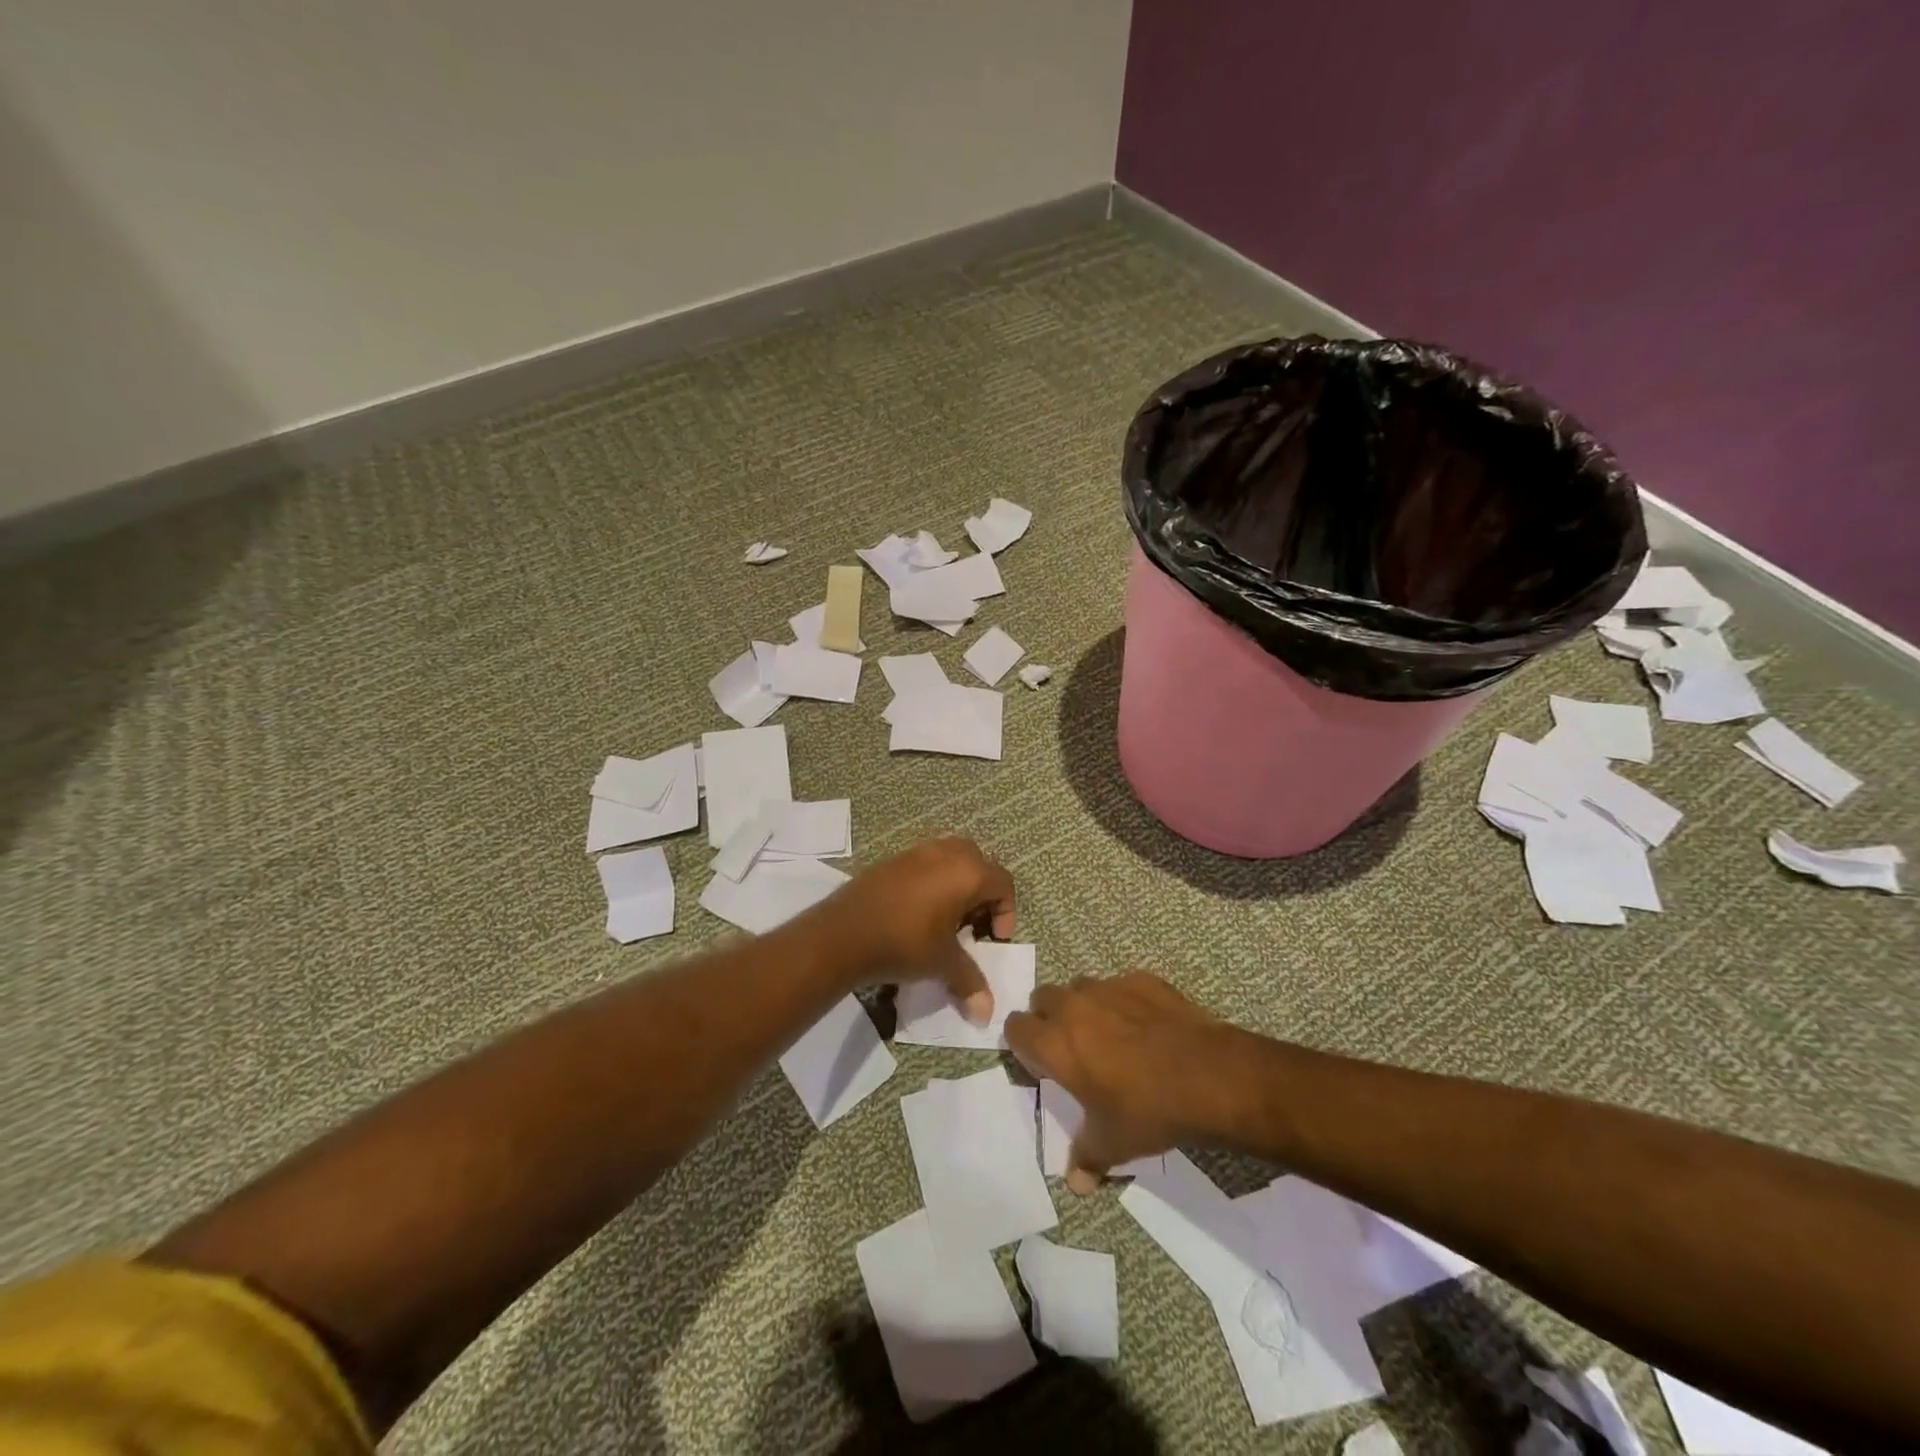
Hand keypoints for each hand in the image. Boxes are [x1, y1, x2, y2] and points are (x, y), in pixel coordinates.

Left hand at [821, 837, 1015, 1023]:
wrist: (843, 933)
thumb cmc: (904, 942)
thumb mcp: (942, 963)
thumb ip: (970, 982)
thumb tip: (986, 1014)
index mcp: (968, 871)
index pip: (1004, 883)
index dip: (1007, 912)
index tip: (992, 939)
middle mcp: (946, 852)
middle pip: (980, 864)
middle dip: (983, 894)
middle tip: (972, 925)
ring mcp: (917, 852)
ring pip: (952, 859)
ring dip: (958, 885)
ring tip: (946, 918)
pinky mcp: (893, 859)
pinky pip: (926, 863)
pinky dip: (933, 882)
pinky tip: (918, 912)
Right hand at [1005, 972, 1233, 1193]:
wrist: (1207, 1076)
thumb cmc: (1148, 1110)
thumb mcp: (1113, 1143)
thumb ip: (1086, 1157)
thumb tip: (1076, 1184)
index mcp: (1055, 1043)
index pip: (1015, 1028)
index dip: (1024, 1045)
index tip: (1042, 1065)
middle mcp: (1074, 1007)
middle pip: (1043, 998)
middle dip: (1050, 1018)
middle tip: (1073, 1049)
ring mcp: (1109, 987)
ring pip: (1081, 987)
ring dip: (1084, 1006)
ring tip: (1109, 1035)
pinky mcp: (1142, 980)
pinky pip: (1121, 986)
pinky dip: (1124, 1002)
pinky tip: (1146, 1026)